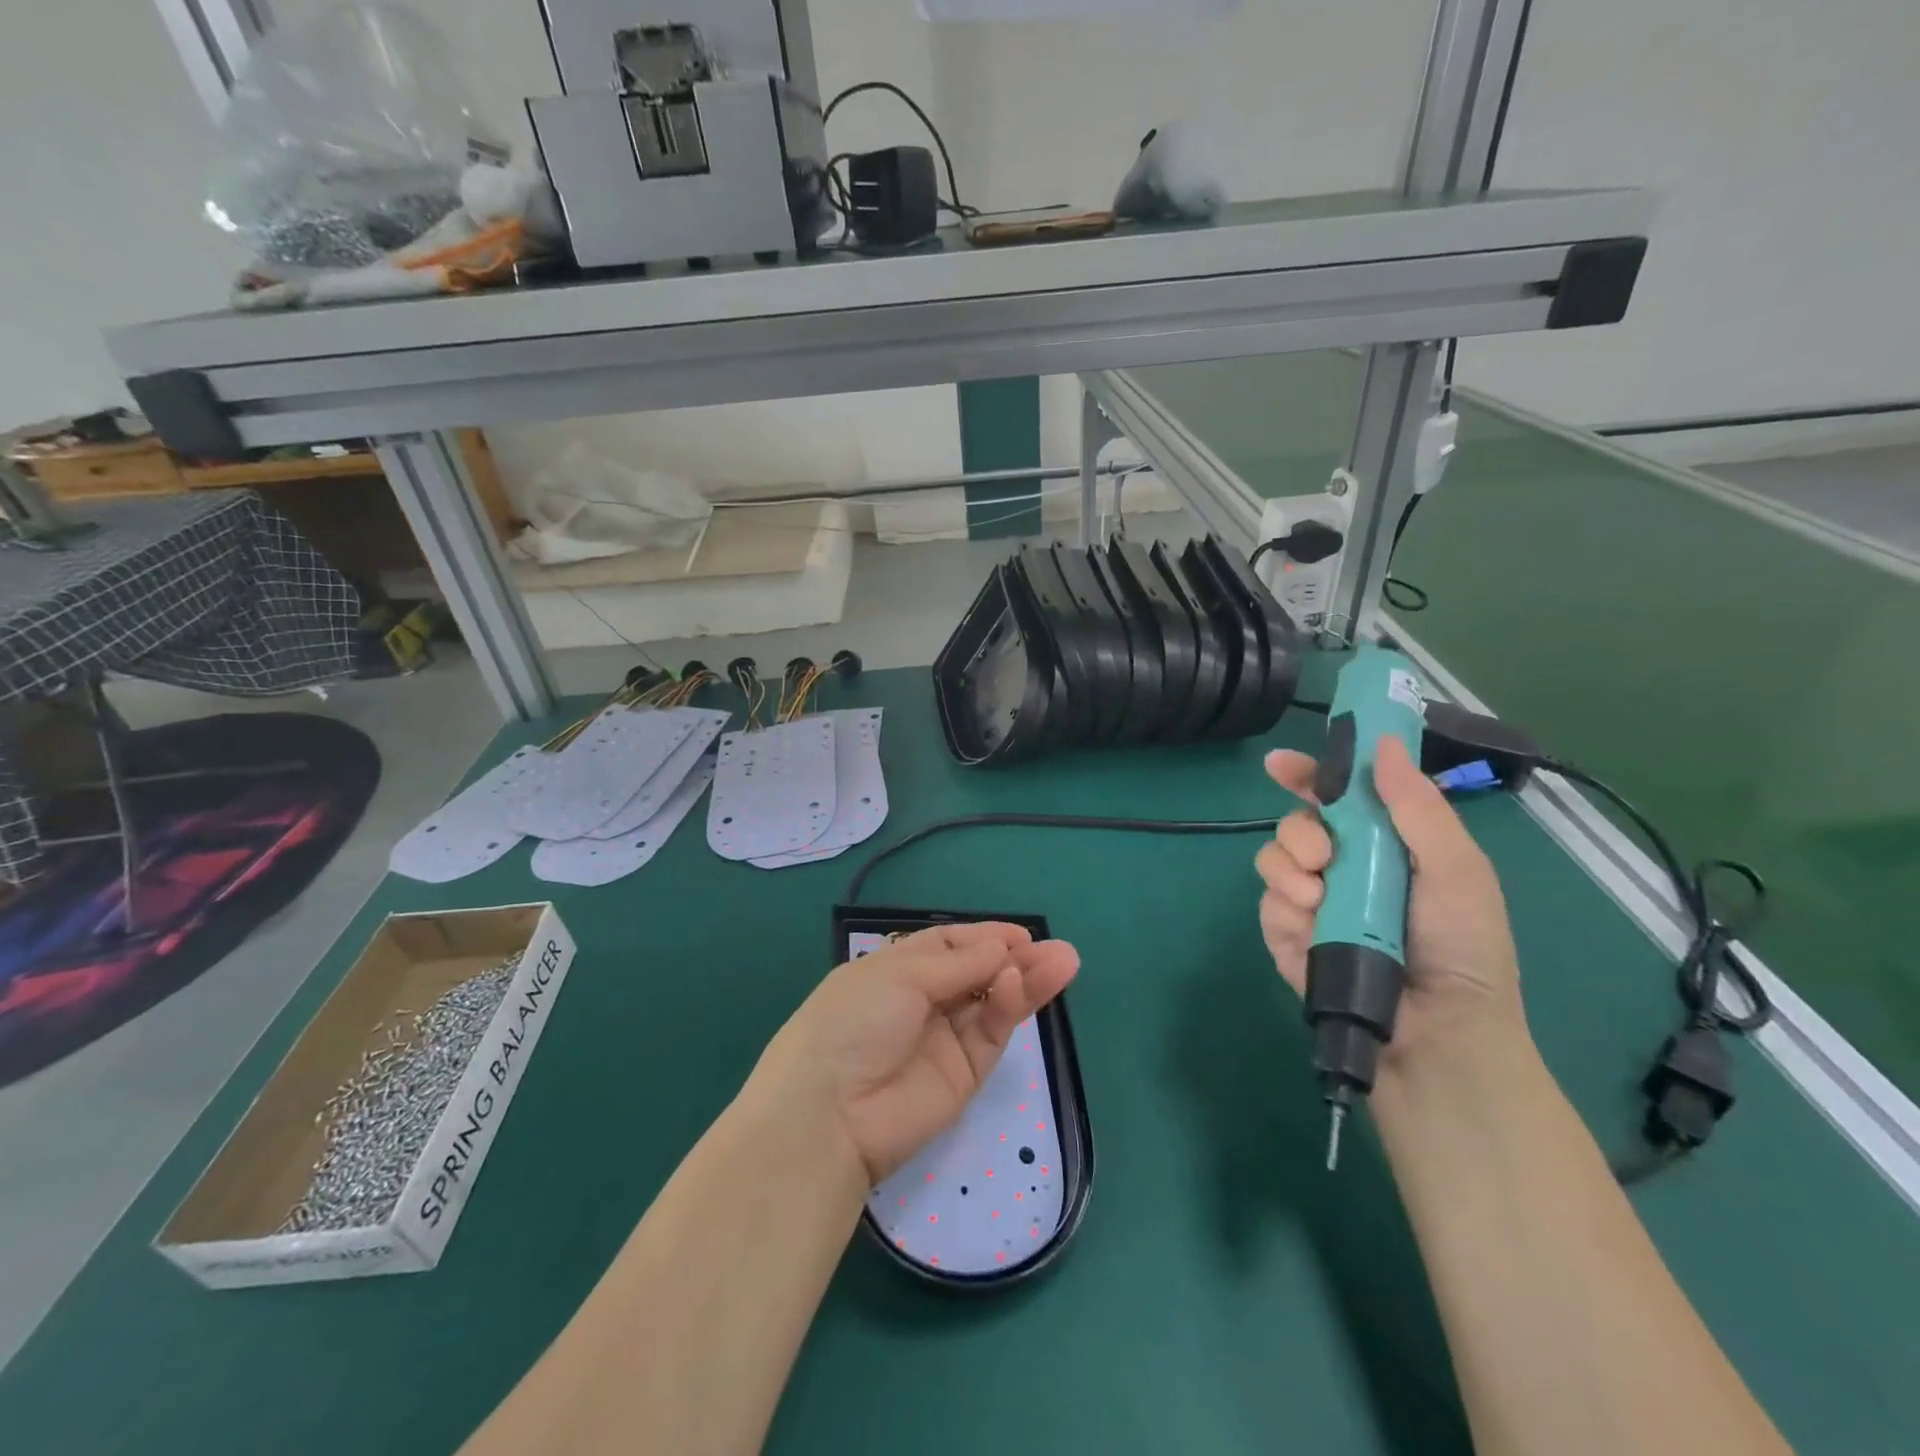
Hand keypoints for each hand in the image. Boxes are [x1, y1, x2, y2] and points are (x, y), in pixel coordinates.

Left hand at [747, 923, 1080, 1184]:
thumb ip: (957, 963)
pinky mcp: (963, 1076)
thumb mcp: (899, 976)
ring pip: (993, 1003)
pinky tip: (1019, 985)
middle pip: (978, 973)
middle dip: (1015, 958)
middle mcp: (922, 1002)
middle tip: (1058, 951)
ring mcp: (944, 1040)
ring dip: (1026, 981)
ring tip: (1064, 961)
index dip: (984, 938)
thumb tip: (1001, 949)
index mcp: (895, 970)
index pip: (949, 946)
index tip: (1020, 933)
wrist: (829, 1114)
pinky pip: (990, 1033)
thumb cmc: (853, 1021)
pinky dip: (1007, 1007)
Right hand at [1256, 735, 1525, 1076]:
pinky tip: (1308, 926)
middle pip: (1296, 823)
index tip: (1280, 764)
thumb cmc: (1462, 949)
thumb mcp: (1456, 870)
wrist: (1436, 1036)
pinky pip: (1266, 904)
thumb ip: (1419, 807)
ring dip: (1288, 870)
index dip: (1309, 774)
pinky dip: (1283, 909)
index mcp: (1387, 846)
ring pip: (1272, 859)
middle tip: (1323, 855)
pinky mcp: (1288, 937)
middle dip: (1299, 830)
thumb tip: (1381, 744)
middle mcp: (1345, 868)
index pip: (1339, 797)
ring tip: (1317, 901)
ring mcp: (1313, 903)